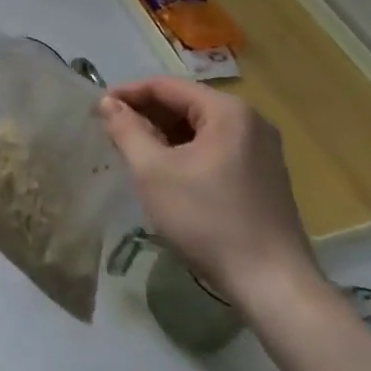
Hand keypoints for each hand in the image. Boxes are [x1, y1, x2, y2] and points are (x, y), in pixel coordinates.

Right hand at [100, 78, 321, 314]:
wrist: (272, 285)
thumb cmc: (207, 219)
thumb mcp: (154, 171)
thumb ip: (127, 130)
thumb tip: (107, 103)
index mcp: (228, 111)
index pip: (166, 86)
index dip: (128, 94)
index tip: (98, 109)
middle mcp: (250, 121)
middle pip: (185, 104)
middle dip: (146, 115)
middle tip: (112, 133)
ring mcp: (261, 150)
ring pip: (199, 128)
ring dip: (164, 135)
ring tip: (133, 152)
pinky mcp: (264, 176)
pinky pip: (215, 148)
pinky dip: (186, 152)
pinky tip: (166, 173)